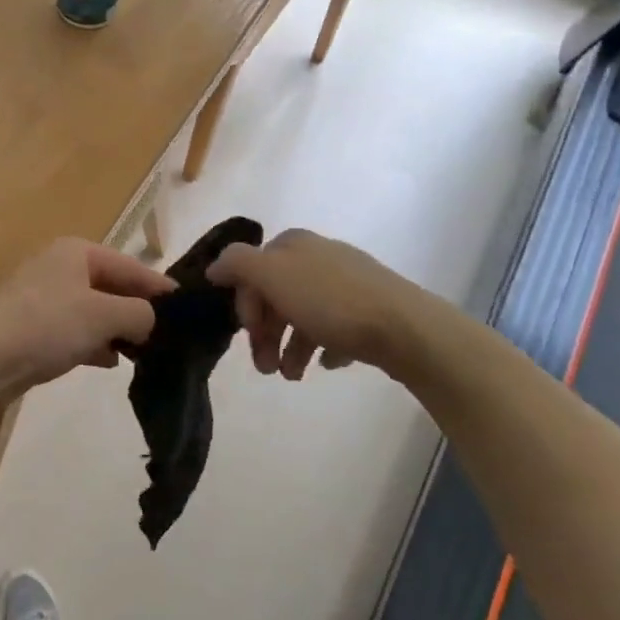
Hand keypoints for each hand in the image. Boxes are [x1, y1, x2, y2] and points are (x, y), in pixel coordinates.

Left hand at [0, 238, 174, 392]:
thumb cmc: (47, 325)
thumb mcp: (104, 315)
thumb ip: (139, 313)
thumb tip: (150, 321)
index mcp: (77, 252)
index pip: (131, 266)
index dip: (159, 287)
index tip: (187, 307)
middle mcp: (59, 267)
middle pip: (111, 288)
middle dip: (137, 312)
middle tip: (168, 336)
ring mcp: (42, 298)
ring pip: (93, 311)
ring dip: (116, 330)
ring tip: (143, 353)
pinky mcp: (32, 327)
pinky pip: (73, 330)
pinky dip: (92, 342)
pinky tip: (108, 361)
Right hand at [207, 229, 413, 379]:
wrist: (405, 327)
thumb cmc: (331, 302)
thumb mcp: (272, 276)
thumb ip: (237, 264)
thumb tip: (214, 266)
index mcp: (293, 244)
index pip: (251, 272)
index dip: (245, 307)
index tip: (250, 338)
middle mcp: (319, 255)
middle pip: (276, 295)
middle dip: (266, 333)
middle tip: (266, 369)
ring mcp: (348, 281)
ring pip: (304, 314)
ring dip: (290, 347)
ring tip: (293, 376)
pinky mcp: (370, 307)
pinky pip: (335, 327)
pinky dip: (323, 346)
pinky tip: (326, 363)